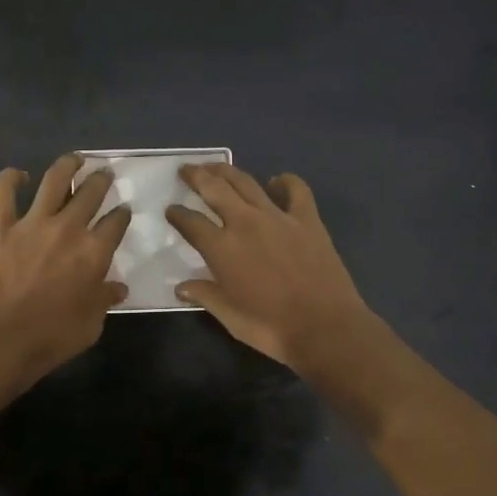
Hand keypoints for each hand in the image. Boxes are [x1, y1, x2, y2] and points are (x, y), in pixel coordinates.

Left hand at [0, 154, 131, 387]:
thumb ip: (105, 299)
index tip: (124, 211)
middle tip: (105, 176)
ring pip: (54, 180)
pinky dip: (8, 179)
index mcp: (95, 251)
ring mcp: (33, 224)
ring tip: (75, 159)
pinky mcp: (1, 228)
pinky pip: (2, 195)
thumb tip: (117, 288)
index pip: (116, 222)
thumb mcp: (92, 323)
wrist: (2, 340)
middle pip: (91, 193)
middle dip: (101, 181)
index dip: (122, 214)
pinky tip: (17, 174)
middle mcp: (68, 228)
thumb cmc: (54, 337)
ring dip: (67, 166)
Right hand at [166, 165, 373, 370]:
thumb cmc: (272, 328)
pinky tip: (277, 182)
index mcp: (222, 248)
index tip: (170, 210)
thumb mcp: (230, 317)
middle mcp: (245, 223)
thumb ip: (205, 296)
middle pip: (214, 189)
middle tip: (186, 169)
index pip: (191, 223)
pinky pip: (295, 189)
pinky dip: (284, 181)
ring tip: (216, 167)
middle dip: (196, 176)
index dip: (177, 215)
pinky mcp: (307, 219)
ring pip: (246, 182)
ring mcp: (278, 217)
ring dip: (227, 171)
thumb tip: (180, 288)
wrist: (326, 327)